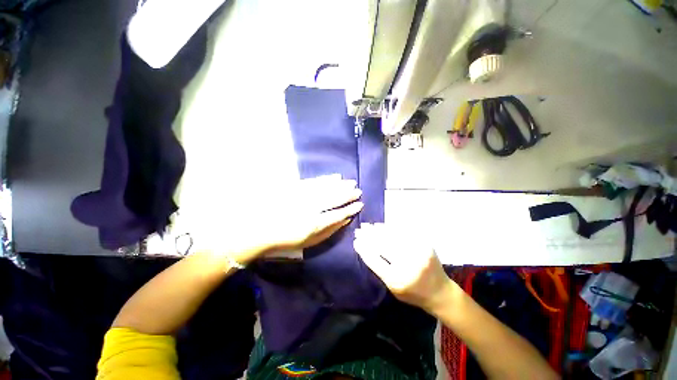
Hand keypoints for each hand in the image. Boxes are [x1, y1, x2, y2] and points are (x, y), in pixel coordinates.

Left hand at [262, 174, 362, 251]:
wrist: (262, 228)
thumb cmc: (288, 238)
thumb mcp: (310, 241)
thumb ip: (329, 231)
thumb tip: (345, 220)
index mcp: (314, 224)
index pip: (338, 214)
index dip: (350, 209)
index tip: (360, 204)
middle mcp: (311, 208)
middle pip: (334, 199)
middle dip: (348, 195)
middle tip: (358, 191)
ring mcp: (304, 196)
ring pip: (327, 188)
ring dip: (341, 185)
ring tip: (351, 182)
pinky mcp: (297, 187)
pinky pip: (316, 181)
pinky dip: (327, 179)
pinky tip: (335, 177)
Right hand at [354, 223, 454, 311]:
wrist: (440, 292)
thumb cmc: (412, 293)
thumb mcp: (392, 288)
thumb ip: (380, 270)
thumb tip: (366, 249)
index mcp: (397, 280)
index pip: (374, 260)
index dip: (363, 249)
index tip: (355, 241)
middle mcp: (407, 265)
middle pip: (382, 245)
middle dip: (368, 236)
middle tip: (359, 230)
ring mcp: (418, 253)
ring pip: (391, 236)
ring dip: (377, 230)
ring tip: (367, 226)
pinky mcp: (425, 244)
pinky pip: (403, 233)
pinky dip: (389, 228)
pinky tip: (381, 226)